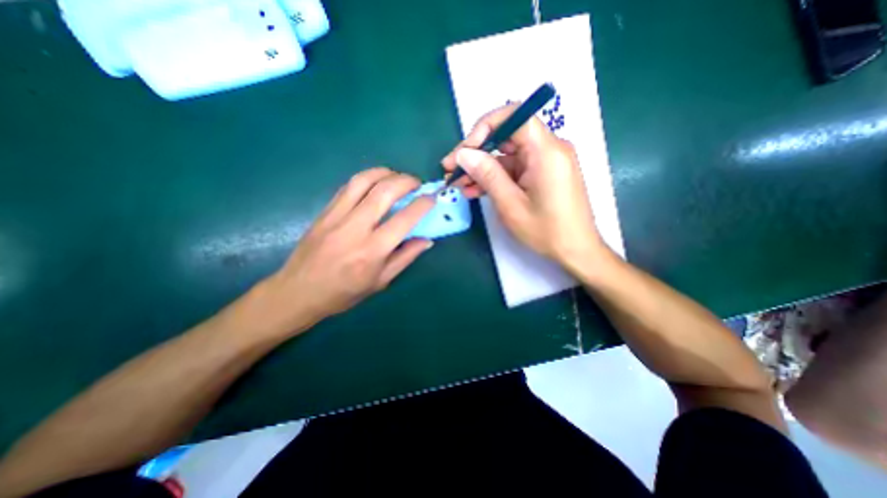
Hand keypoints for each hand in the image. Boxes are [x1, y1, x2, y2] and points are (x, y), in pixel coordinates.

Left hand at [250, 166, 432, 334]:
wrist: (299, 292)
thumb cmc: (344, 292)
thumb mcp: (381, 281)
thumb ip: (406, 257)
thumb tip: (427, 240)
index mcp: (373, 250)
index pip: (404, 219)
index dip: (422, 204)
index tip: (432, 197)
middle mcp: (355, 228)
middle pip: (384, 191)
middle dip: (406, 181)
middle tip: (417, 183)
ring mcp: (336, 216)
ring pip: (363, 181)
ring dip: (385, 173)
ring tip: (397, 176)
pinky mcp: (324, 211)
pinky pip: (347, 186)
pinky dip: (366, 178)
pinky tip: (375, 182)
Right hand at [441, 104, 602, 270]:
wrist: (575, 250)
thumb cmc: (547, 231)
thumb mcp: (511, 205)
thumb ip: (487, 175)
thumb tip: (463, 153)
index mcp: (546, 151)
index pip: (515, 116)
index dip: (485, 127)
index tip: (465, 150)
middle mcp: (548, 149)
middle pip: (506, 136)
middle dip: (476, 152)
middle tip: (451, 169)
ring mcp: (544, 162)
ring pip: (506, 155)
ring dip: (481, 169)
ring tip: (459, 184)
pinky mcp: (541, 174)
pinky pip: (513, 169)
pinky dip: (494, 178)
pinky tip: (475, 190)